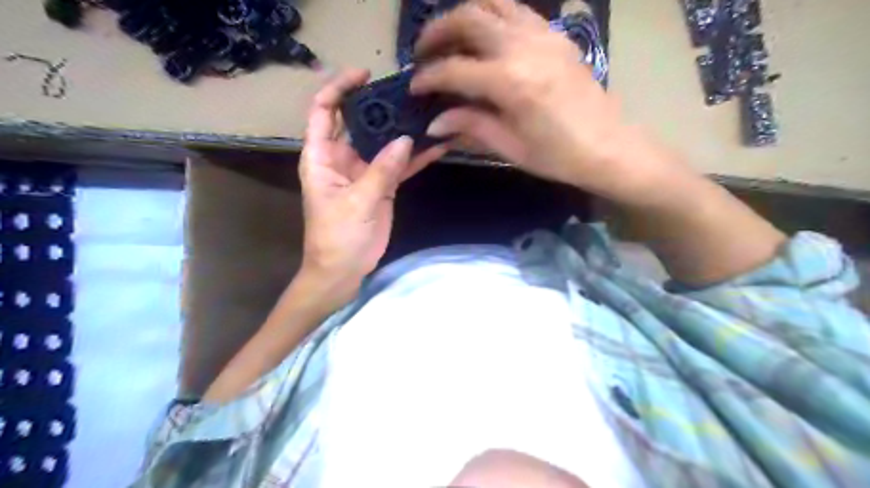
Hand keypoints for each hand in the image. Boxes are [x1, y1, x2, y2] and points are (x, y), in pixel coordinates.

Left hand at [301, 69, 447, 302]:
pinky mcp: (382, 187)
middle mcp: (342, 158)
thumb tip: (406, 139)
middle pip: (359, 122)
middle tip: (409, 92)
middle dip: (380, 105)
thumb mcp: (357, 202)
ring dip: (403, 131)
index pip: (324, 111)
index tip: (365, 73)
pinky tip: (437, 146)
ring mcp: (364, 172)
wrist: (344, 271)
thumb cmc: (337, 237)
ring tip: (428, 112)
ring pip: (383, 143)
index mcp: (322, 156)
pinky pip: (399, 166)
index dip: (340, 87)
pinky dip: (415, 158)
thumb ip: (381, 170)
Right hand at [413, 1, 641, 194]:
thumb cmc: (559, 156)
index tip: (414, 88)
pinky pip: (517, 10)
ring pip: (492, 4)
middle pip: (468, 19)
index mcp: (510, 82)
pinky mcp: (556, 35)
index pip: (454, 70)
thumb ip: (471, 126)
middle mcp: (523, 47)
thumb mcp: (510, 148)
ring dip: (463, 15)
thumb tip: (435, 121)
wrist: (610, 146)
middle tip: (423, 53)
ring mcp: (543, 35)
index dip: (428, 78)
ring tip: (449, 37)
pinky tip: (485, 35)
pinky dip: (493, 14)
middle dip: (436, 32)